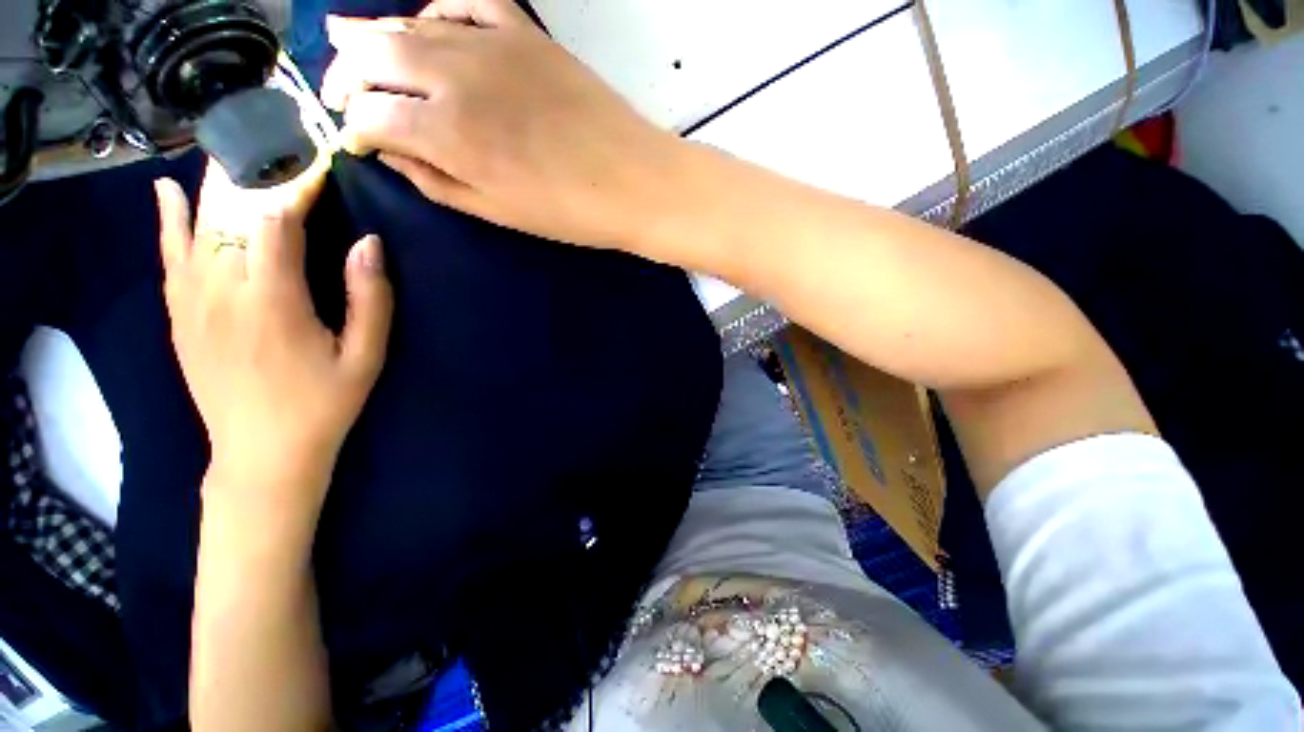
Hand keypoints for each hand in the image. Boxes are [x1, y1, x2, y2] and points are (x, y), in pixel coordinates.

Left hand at [155, 160, 392, 517]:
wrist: (262, 454)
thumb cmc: (324, 404)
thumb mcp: (365, 357)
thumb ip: (370, 299)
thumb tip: (369, 243)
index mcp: (273, 299)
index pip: (276, 218)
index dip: (296, 184)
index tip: (316, 160)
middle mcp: (222, 289)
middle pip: (230, 212)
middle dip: (254, 171)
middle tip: (276, 139)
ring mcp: (193, 301)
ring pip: (197, 225)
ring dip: (217, 185)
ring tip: (236, 151)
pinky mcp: (181, 315)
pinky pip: (170, 255)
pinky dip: (168, 219)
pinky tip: (168, 192)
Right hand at [320, 0, 687, 256]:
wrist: (634, 182)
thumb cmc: (569, 211)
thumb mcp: (497, 212)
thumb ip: (436, 181)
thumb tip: (390, 152)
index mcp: (447, 133)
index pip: (368, 114)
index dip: (353, 128)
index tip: (356, 140)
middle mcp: (455, 76)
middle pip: (370, 54)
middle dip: (343, 73)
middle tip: (339, 90)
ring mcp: (491, 45)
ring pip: (407, 24)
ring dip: (371, 36)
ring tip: (353, 46)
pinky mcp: (525, 33)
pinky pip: (465, 2)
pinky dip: (435, 11)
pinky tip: (427, 26)